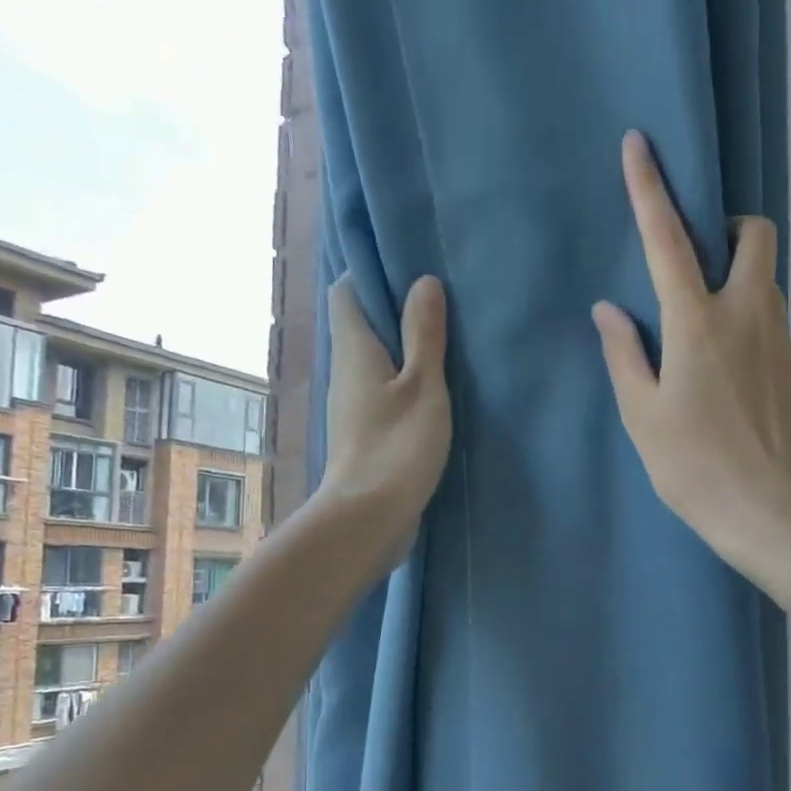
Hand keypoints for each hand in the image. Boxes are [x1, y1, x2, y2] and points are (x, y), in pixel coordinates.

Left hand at [319, 273, 451, 571]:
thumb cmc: (397, 446)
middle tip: (440, 304)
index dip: (372, 275)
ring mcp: (352, 406)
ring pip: (374, 361)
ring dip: (403, 351)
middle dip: (395, 312)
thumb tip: (423, 282)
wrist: (368, 517)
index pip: (346, 292)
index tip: (410, 272)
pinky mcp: (364, 434)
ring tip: (445, 343)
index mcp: (354, 349)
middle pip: (361, 326)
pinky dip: (404, 383)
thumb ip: (424, 336)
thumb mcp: (423, 386)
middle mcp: (345, 372)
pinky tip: (435, 392)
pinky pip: (382, 392)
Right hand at [593, 130, 790, 572]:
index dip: (651, 190)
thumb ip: (625, 356)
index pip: (669, 240)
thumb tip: (610, 311)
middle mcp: (750, 318)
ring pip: (771, 291)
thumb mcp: (643, 416)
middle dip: (734, 229)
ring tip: (715, 349)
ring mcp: (787, 346)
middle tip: (707, 265)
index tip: (641, 144)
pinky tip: (742, 399)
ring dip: (744, 293)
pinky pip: (779, 342)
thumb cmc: (694, 468)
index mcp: (698, 324)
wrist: (772, 515)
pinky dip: (757, 347)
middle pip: (758, 237)